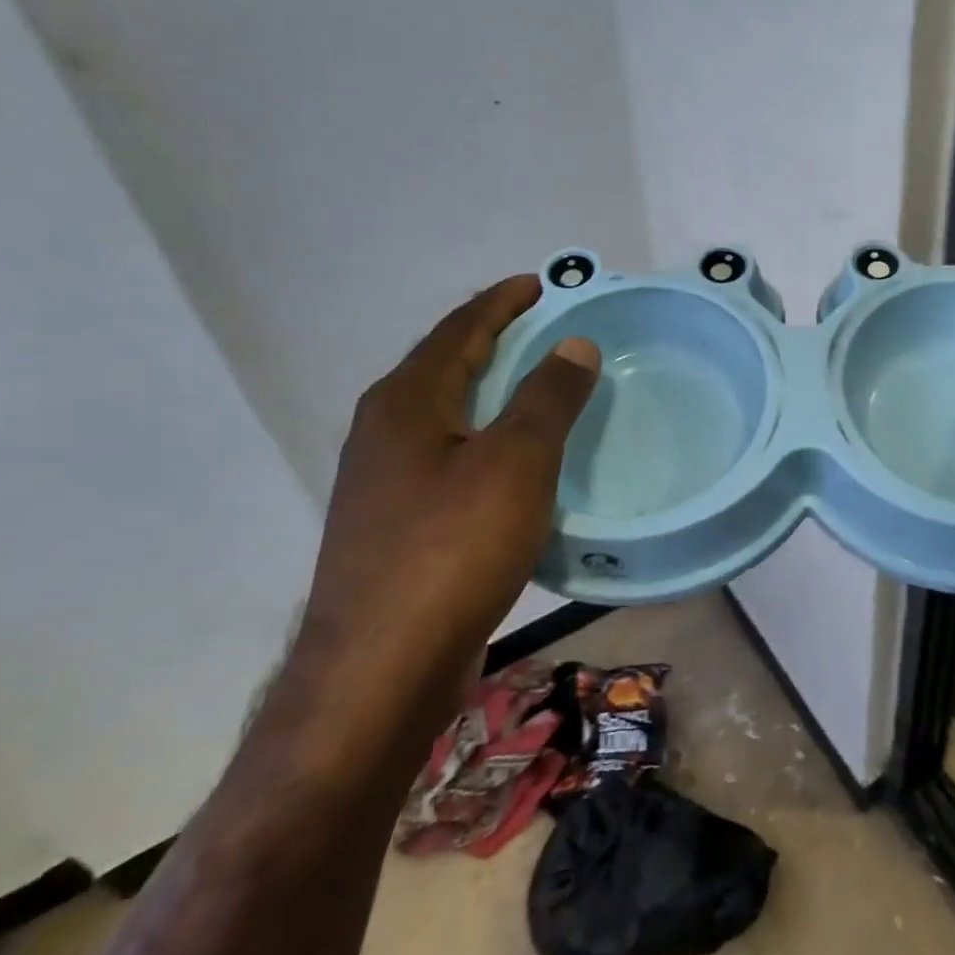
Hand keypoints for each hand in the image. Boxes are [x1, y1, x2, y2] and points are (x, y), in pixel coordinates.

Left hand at [301, 275, 599, 686]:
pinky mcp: (398, 525)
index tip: (540, 283)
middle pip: (447, 366)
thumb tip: (574, 344)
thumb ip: (548, 397)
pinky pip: (451, 457)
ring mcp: (386, 482)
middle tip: (547, 329)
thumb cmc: (451, 550)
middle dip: (496, 341)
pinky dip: (487, 439)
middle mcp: (385, 432)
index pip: (459, 329)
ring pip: (449, 415)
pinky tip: (516, 462)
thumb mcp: (515, 462)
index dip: (502, 302)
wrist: (380, 670)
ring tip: (539, 386)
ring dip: (492, 392)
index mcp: (406, 402)